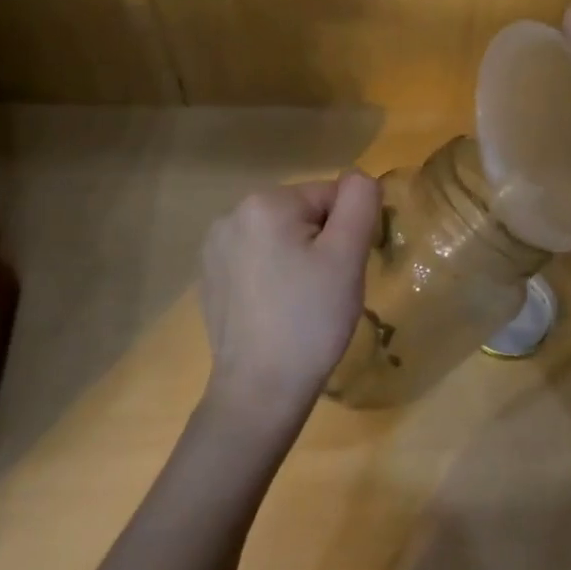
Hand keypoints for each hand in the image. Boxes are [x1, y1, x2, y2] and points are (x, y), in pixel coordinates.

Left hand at [198, 173, 381, 438]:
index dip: (347, 231)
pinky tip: (276, 310)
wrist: (260, 390)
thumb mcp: (347, 256)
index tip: (343, 271)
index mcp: (265, 203)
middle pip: (303, 214)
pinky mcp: (210, 278)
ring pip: (281, 237)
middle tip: (327, 288)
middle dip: (322, 243)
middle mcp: (231, 215)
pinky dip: (274, 276)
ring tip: (302, 302)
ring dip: (298, 258)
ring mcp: (214, 248)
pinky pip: (257, 260)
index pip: (330, 195)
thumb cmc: (310, 320)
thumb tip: (359, 178)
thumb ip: (360, 202)